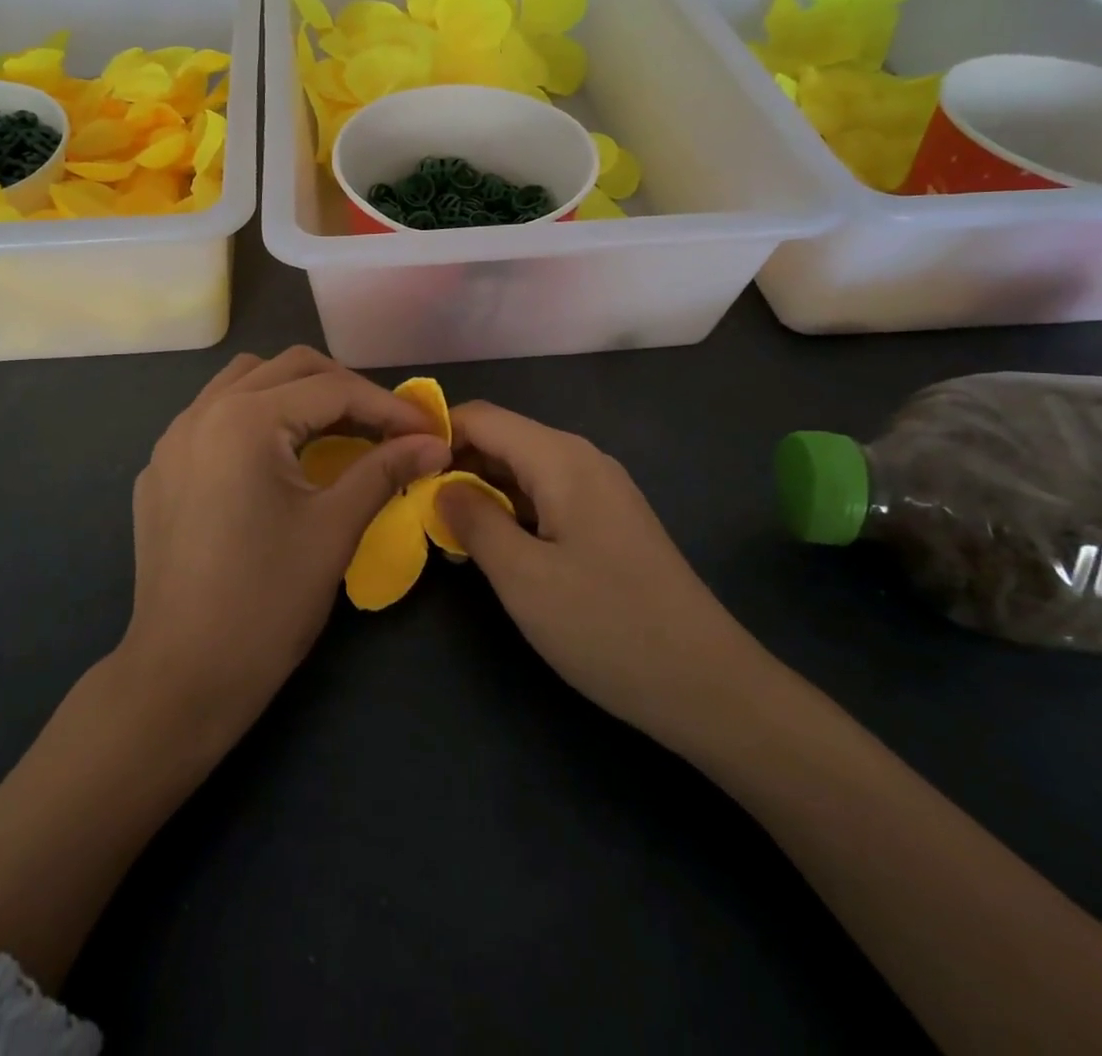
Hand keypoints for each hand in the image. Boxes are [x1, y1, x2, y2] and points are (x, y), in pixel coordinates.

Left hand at [123, 346, 451, 750]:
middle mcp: (202, 412)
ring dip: (295, 393)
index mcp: (245, 420)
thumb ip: (385, 470)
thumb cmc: (267, 602)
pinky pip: (213, 417)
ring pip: (244, 382)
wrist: (182, 677)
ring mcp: (172, 440)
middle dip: (345, 389)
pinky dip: (255, 418)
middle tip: (385, 427)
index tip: (429, 430)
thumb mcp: (335, 528)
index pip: (333, 390)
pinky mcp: (160, 471)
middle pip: (288, 367)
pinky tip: (275, 460)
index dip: (389, 407)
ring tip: (334, 431)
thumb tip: (435, 444)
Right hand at [435, 401, 772, 755]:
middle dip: (455, 464)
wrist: (706, 684)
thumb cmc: (606, 626)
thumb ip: (473, 520)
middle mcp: (582, 459)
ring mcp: (601, 489)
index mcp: (560, 458)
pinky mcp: (609, 520)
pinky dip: (512, 510)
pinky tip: (494, 546)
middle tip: (412, 505)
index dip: (434, 432)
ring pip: (523, 469)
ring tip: (444, 529)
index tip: (394, 465)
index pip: (481, 417)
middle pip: (503, 439)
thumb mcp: (522, 577)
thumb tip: (440, 486)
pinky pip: (547, 496)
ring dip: (481, 490)